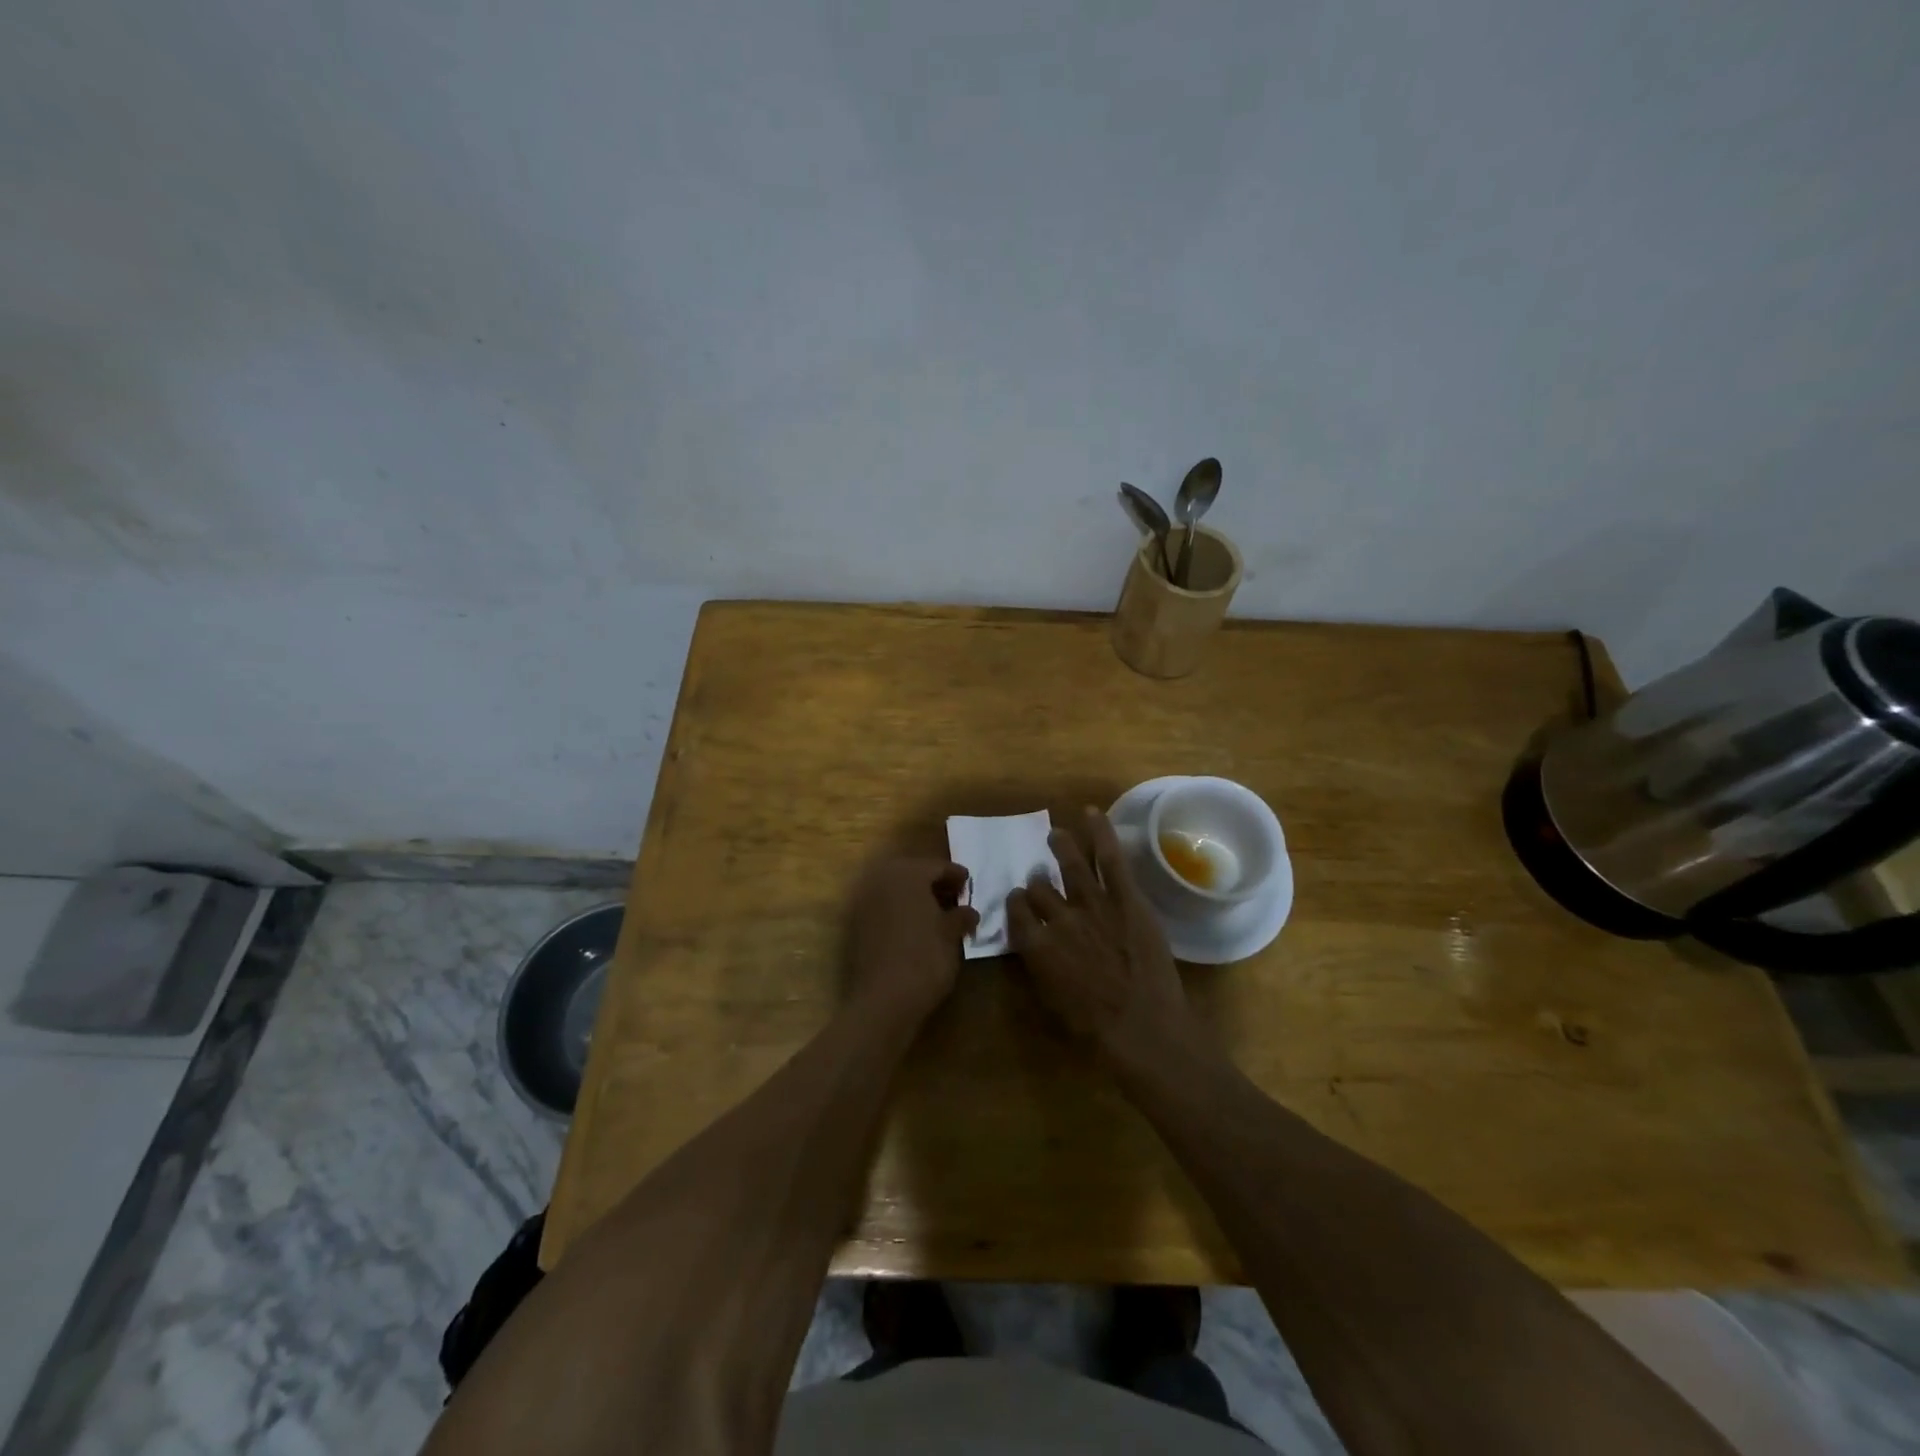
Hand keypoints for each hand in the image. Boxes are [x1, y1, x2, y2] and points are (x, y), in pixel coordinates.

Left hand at [846, 858, 978, 1018]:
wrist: (883, 1000)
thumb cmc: (925, 959)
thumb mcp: (951, 935)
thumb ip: (961, 916)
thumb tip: (969, 911)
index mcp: (907, 874)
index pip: (936, 866)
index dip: (956, 875)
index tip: (969, 884)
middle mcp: (881, 879)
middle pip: (912, 873)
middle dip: (933, 882)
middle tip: (954, 896)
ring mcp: (864, 901)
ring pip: (895, 889)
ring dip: (914, 896)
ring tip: (936, 913)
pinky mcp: (855, 924)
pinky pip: (883, 907)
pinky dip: (899, 910)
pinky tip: (915, 927)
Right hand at [1007, 808, 1197, 1067]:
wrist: (1143, 1028)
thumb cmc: (1096, 1031)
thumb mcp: (1053, 1003)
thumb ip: (1040, 968)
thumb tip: (1037, 949)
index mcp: (1037, 947)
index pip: (1017, 912)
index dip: (1016, 904)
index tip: (1019, 901)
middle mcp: (1059, 919)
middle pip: (1040, 889)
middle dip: (1038, 881)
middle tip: (1040, 875)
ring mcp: (1093, 904)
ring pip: (1070, 865)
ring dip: (1061, 847)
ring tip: (1056, 834)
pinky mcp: (1126, 899)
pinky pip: (1109, 858)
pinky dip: (1101, 832)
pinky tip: (1092, 813)